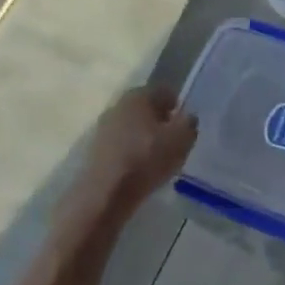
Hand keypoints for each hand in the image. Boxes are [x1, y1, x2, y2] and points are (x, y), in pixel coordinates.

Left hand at [66, 85, 197, 230]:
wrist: (104, 194)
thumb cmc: (146, 159)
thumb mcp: (182, 140)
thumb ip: (189, 123)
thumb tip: (187, 118)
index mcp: (138, 95)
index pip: (164, 91)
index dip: (177, 105)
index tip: (184, 123)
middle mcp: (117, 105)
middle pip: (145, 108)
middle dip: (160, 120)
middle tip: (173, 139)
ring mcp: (103, 128)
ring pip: (132, 126)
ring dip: (145, 136)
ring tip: (158, 156)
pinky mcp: (95, 151)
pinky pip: (121, 144)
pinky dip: (132, 151)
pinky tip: (140, 168)